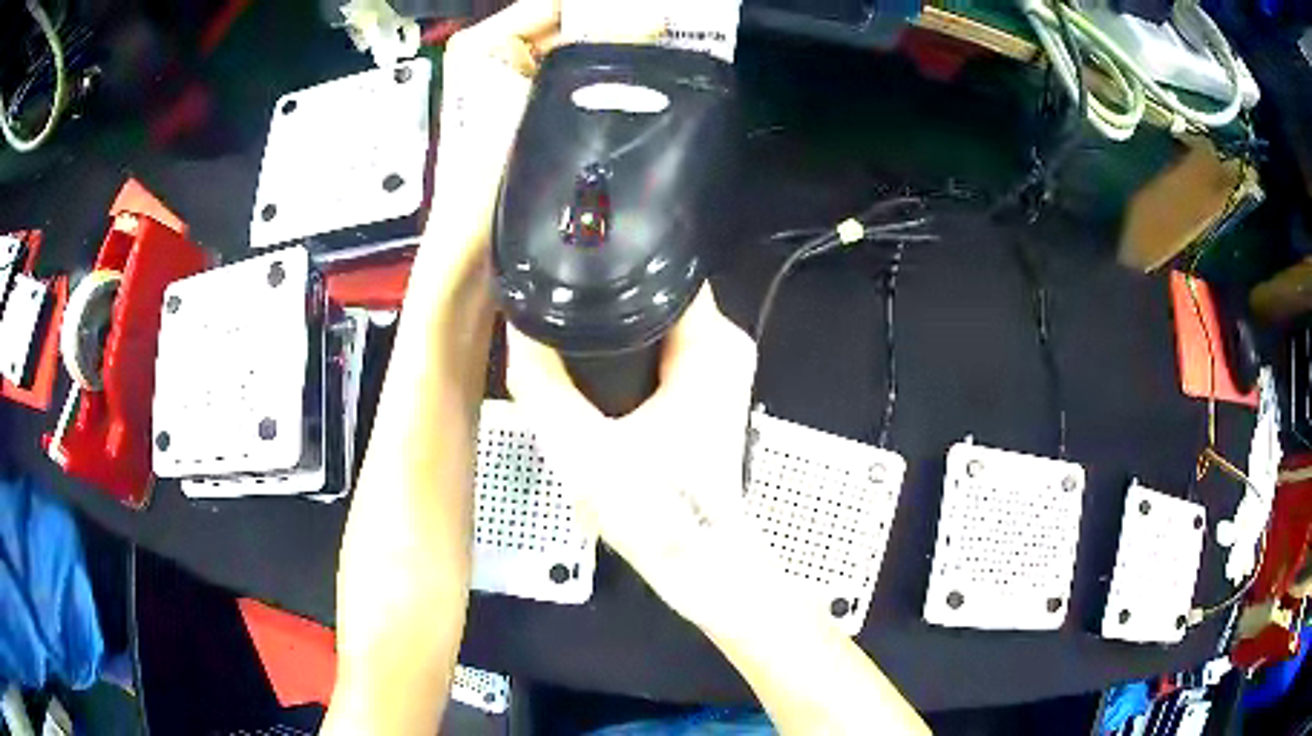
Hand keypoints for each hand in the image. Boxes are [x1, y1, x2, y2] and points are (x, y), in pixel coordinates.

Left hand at [419, 0, 662, 290]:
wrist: (474, 250)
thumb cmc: (486, 166)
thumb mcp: (540, 92)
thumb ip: (597, 48)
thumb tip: (653, 19)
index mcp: (486, 44)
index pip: (556, 4)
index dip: (605, 6)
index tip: (654, 11)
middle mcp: (501, 62)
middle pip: (570, 28)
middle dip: (619, 28)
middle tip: (671, 30)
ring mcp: (520, 93)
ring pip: (579, 59)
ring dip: (619, 57)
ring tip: (669, 53)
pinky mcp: (540, 122)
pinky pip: (580, 90)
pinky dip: (610, 86)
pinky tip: (646, 85)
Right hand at [507, 287, 778, 629]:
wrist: (697, 561)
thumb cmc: (654, 509)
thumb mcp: (581, 448)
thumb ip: (541, 384)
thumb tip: (515, 325)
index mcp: (711, 344)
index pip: (664, 269)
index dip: (614, 262)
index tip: (569, 260)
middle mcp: (726, 345)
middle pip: (657, 292)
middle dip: (606, 297)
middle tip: (554, 301)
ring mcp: (721, 369)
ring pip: (659, 321)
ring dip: (616, 326)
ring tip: (566, 330)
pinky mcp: (709, 392)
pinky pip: (665, 348)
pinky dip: (631, 350)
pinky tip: (594, 365)